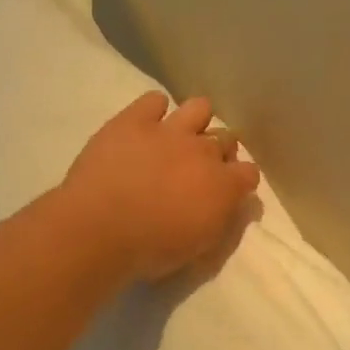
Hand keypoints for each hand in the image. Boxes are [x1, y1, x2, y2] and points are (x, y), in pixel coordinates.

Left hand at [63, 91, 260, 280]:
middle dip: (218, 152)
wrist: (99, 230)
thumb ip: (220, 220)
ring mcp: (169, 131)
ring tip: (178, 139)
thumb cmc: (151, 250)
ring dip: (195, 122)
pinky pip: (154, 100)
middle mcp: (204, 151)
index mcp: (224, 185)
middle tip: (198, 170)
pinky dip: (153, 110)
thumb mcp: (199, 248)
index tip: (227, 192)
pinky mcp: (134, 121)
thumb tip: (230, 206)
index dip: (239, 181)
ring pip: (200, 107)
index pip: (249, 172)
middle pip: (226, 138)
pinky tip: (144, 127)